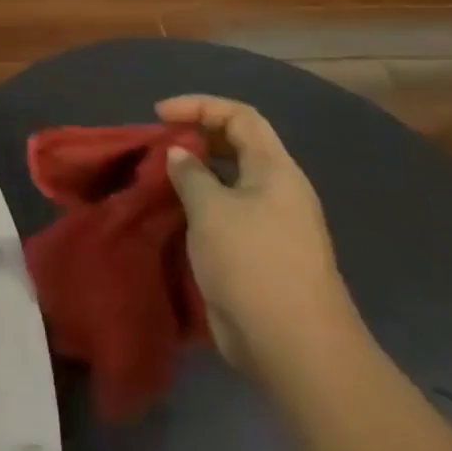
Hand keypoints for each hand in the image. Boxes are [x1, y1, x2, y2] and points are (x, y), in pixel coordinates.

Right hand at [158, 95, 363, 386]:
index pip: (240, 116)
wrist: (293, 345)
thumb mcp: (211, 209)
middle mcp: (277, 190)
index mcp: (275, 170)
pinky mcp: (258, 253)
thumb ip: (191, 174)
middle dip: (197, 136)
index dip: (200, 106)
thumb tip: (180, 154)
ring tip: (158, 176)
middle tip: (158, 143)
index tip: (160, 114)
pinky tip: (173, 213)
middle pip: (237, 145)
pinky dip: (199, 204)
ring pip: (230, 181)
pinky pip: (226, 212)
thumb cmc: (252, 263)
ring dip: (195, 173)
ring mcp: (271, 224)